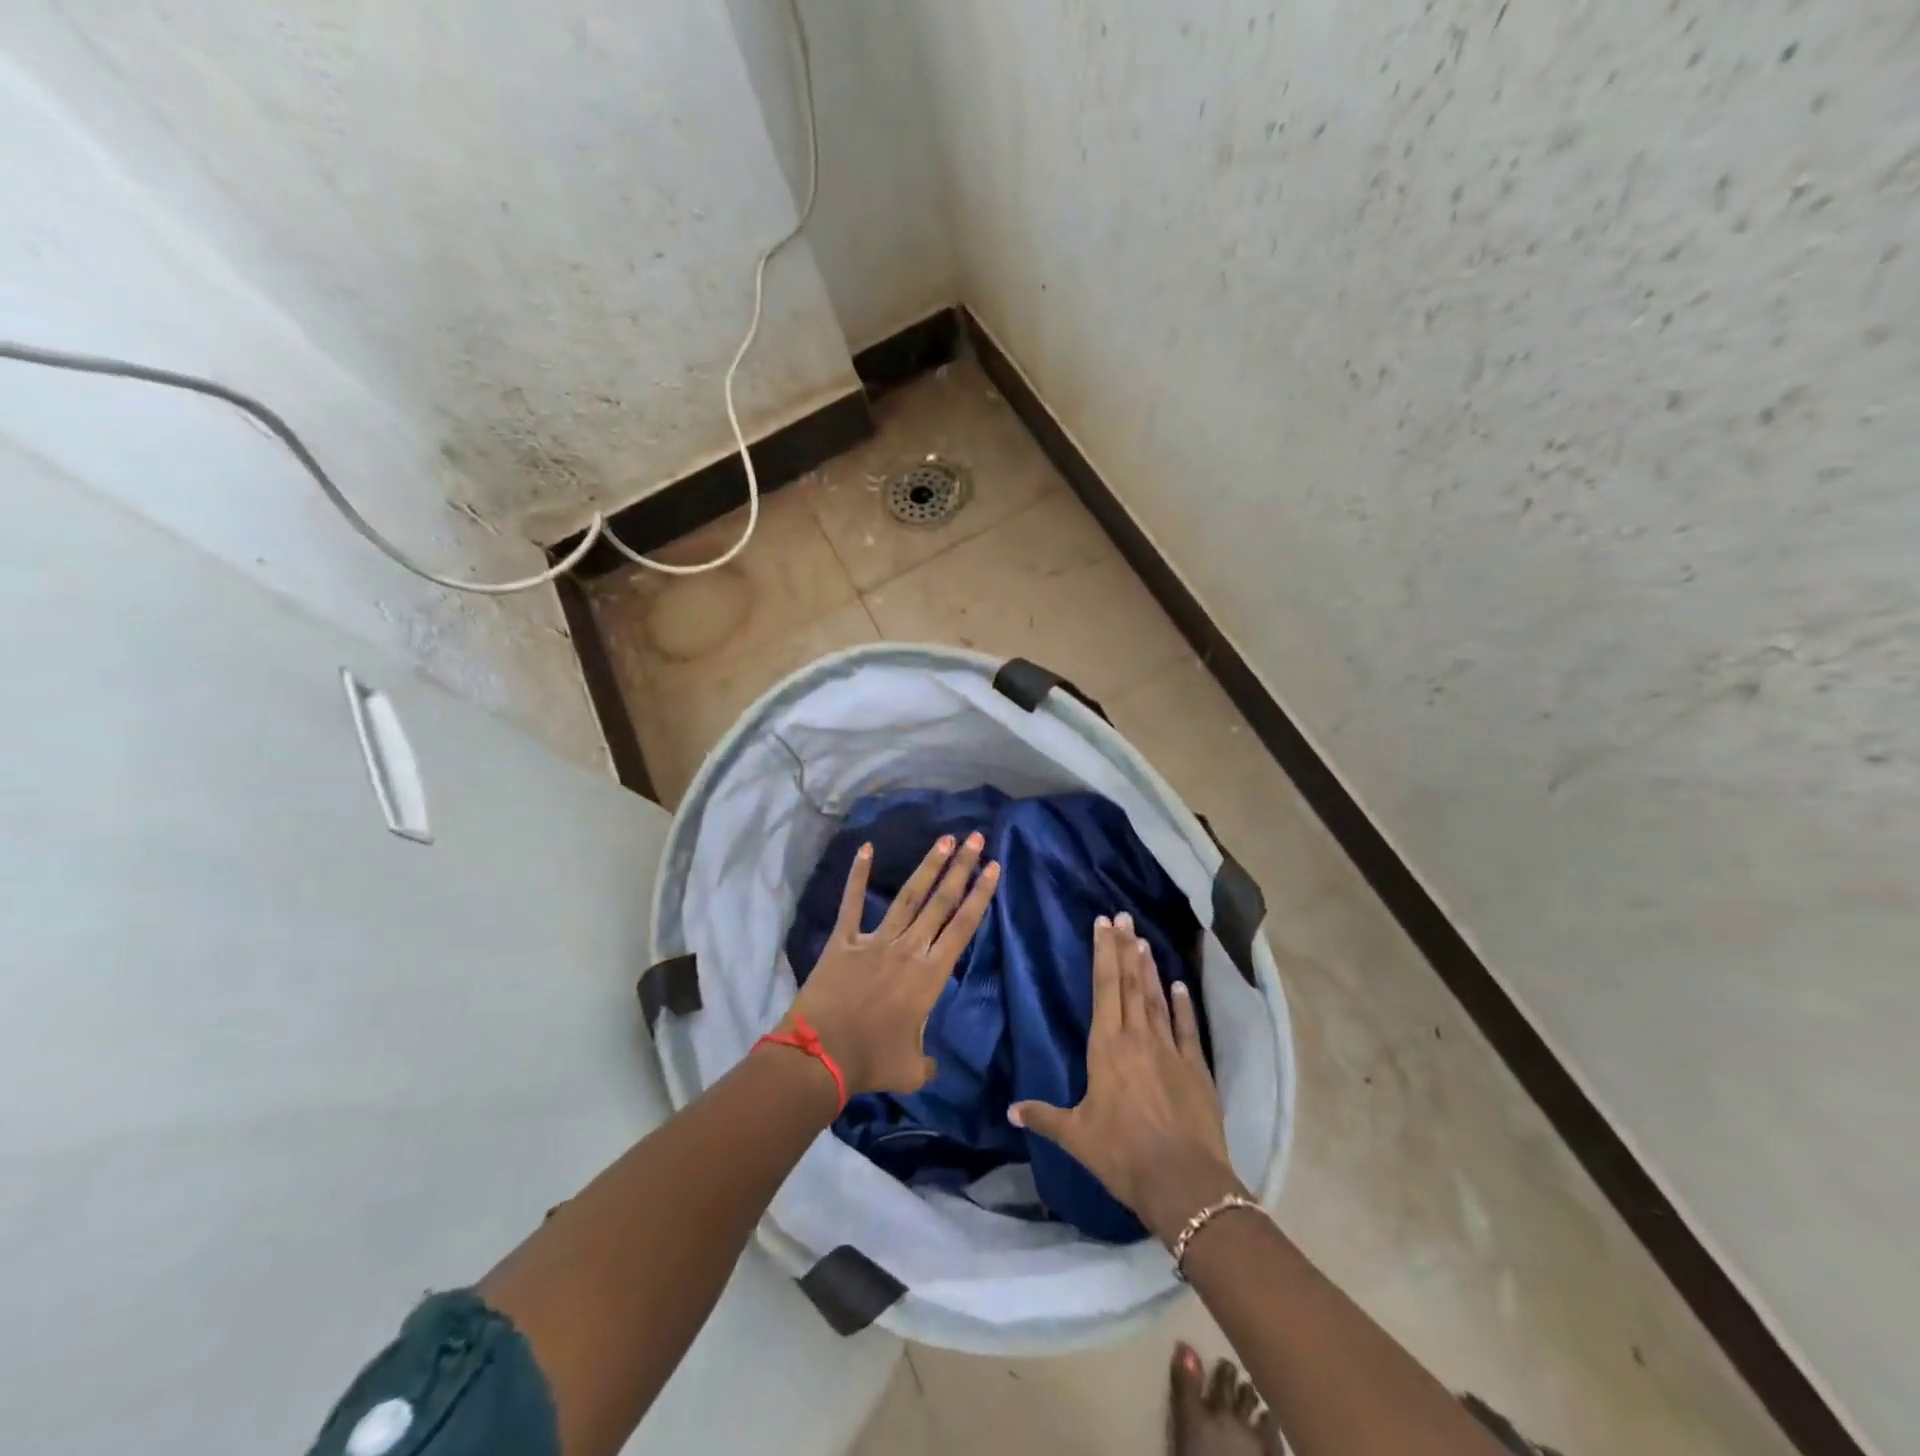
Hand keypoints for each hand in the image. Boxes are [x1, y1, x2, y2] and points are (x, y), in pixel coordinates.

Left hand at [786, 832, 999, 1097]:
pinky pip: (852, 903)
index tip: (993, 868)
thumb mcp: (912, 1070)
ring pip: (908, 896)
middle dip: (961, 868)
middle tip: (976, 839)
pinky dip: (858, 875)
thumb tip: (933, 1064)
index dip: (980, 896)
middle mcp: (908, 949)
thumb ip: (928, 1062)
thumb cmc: (871, 1063)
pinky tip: (866, 848)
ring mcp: (875, 941)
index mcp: (929, 976)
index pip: (962, 927)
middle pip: (940, 902)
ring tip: (945, 839)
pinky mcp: (844, 940)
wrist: (820, 1056)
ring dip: (928, 866)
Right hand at [1009, 913, 1246, 1245]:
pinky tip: (1180, 984)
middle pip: (1130, 983)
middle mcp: (1137, 1037)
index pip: (1104, 988)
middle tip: (1123, 917)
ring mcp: (1170, 1050)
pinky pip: (1187, 1028)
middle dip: (1125, 948)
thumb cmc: (1122, 1154)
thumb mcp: (1076, 1136)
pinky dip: (1183, 1004)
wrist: (1182, 1181)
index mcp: (1106, 1047)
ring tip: (1143, 940)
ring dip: (1149, 968)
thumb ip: (1044, 1117)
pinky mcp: (1196, 1068)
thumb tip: (1010, 1110)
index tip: (1103, 923)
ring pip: (1156, 998)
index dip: (1103, 953)